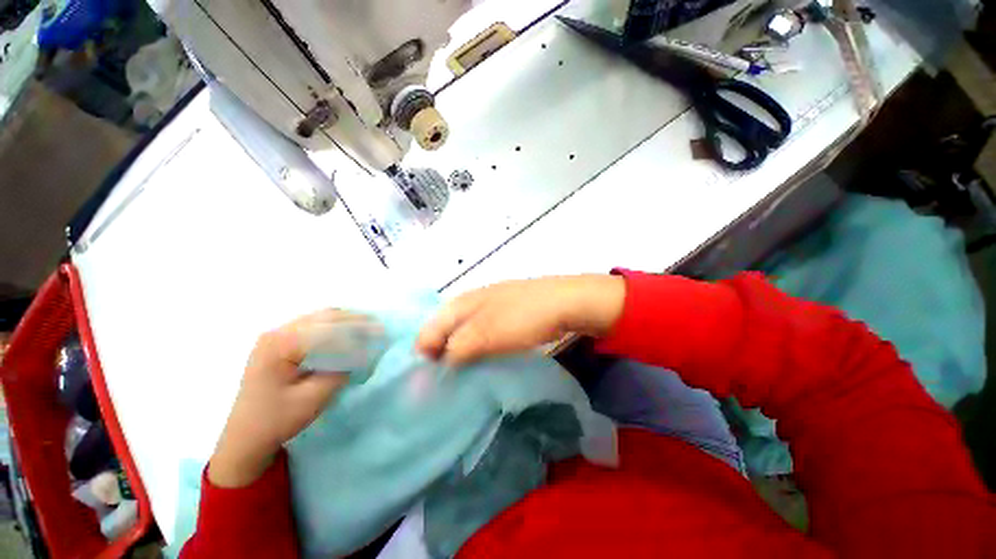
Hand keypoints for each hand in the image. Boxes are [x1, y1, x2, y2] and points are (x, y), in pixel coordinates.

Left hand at [209, 309, 377, 487]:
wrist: (245, 437)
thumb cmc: (276, 421)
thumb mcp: (314, 398)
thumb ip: (341, 370)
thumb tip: (364, 351)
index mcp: (280, 345)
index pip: (329, 329)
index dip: (359, 330)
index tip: (382, 334)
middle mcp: (277, 332)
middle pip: (325, 317)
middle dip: (356, 320)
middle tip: (380, 328)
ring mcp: (277, 334)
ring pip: (321, 318)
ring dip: (347, 322)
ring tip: (369, 328)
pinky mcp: (280, 341)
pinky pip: (314, 325)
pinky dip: (336, 327)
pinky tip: (349, 334)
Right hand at [417, 275, 624, 366]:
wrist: (564, 303)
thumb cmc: (522, 317)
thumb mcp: (485, 334)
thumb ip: (456, 349)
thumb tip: (435, 367)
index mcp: (460, 302)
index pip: (429, 330)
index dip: (425, 356)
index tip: (431, 384)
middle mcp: (470, 302)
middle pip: (444, 331)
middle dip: (440, 356)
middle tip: (446, 383)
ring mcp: (488, 307)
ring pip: (463, 333)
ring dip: (459, 355)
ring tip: (462, 377)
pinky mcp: (504, 315)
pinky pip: (481, 334)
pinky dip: (477, 349)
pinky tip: (483, 361)